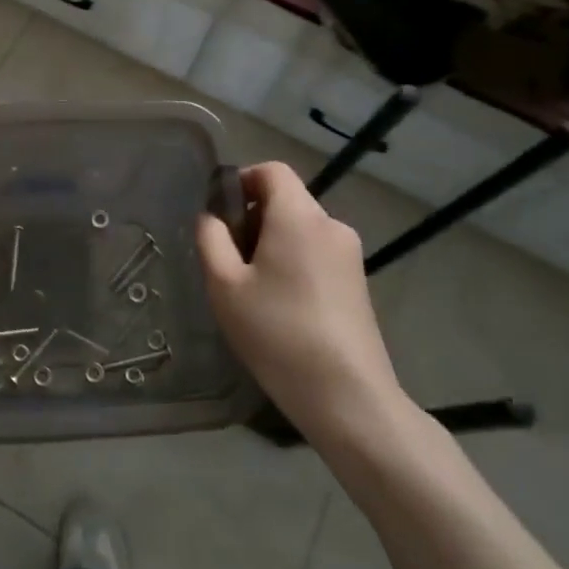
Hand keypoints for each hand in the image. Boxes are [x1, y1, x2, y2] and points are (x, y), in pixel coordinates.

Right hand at [196, 162, 409, 453]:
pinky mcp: (358, 283)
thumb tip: (211, 217)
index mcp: (299, 217)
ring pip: (300, 230)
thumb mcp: (224, 285)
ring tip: (250, 289)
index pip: (272, 171)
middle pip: (286, 201)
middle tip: (227, 260)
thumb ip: (211, 239)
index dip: (241, 181)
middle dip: (251, 218)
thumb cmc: (278, 333)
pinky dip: (292, 263)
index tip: (219, 215)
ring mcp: (350, 256)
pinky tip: (279, 307)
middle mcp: (331, 225)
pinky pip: (316, 254)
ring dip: (271, 244)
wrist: (348, 397)